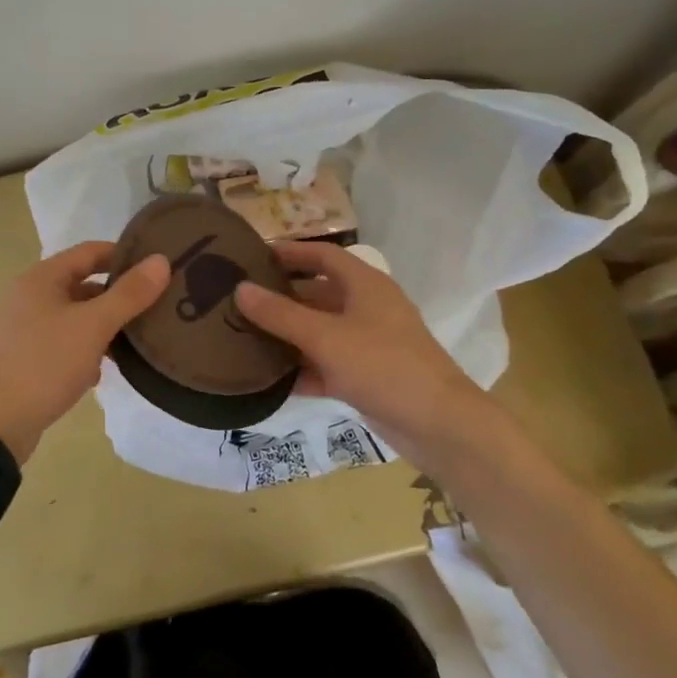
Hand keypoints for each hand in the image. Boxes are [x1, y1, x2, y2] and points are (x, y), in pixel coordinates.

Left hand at [0, 242, 170, 462]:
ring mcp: (25, 328)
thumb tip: (161, 261)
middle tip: (154, 307)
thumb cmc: (45, 363)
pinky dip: (84, 351)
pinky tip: (101, 371)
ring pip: (75, 317)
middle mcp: (29, 296)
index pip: (90, 252)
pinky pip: (63, 343)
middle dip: (116, 296)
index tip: (157, 268)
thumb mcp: (93, 326)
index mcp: (41, 278)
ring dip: (103, 327)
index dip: (124, 256)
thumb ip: (128, 294)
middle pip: (82, 284)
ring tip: (136, 341)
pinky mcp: (26, 357)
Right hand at [233, 243, 490, 452]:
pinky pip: (325, 364)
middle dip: (280, 297)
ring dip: (287, 335)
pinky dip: (301, 369)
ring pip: (319, 331)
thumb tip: (240, 289)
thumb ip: (280, 314)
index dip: (289, 252)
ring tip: (242, 337)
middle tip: (237, 301)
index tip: (251, 256)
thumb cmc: (383, 365)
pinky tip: (269, 380)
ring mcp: (367, 344)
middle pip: (316, 293)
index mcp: (364, 284)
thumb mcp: (325, 336)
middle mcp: (366, 308)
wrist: (439, 425)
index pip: (322, 255)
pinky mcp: (365, 376)